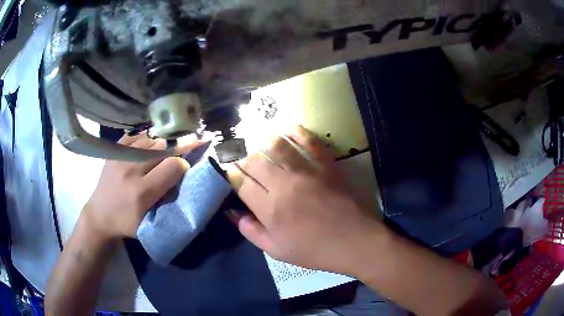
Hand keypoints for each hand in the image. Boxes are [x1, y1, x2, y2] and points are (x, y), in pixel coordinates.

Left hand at [83, 134, 199, 240]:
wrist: (99, 215)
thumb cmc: (127, 223)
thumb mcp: (150, 222)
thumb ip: (167, 200)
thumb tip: (182, 177)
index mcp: (141, 192)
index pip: (172, 166)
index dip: (183, 165)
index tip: (184, 170)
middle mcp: (130, 170)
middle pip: (162, 148)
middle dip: (174, 151)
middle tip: (177, 156)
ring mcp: (120, 157)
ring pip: (151, 139)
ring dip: (161, 144)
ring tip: (164, 151)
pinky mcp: (114, 151)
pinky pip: (136, 136)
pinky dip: (146, 139)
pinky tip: (149, 145)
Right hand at [229, 126, 383, 274]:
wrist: (353, 241)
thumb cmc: (314, 250)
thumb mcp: (276, 251)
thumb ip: (251, 231)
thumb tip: (232, 212)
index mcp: (270, 209)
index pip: (241, 183)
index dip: (232, 173)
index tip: (230, 169)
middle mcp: (284, 185)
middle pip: (254, 161)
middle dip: (242, 157)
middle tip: (241, 157)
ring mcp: (307, 172)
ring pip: (276, 145)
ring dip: (263, 140)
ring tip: (259, 141)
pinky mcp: (326, 164)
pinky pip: (308, 140)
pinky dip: (295, 131)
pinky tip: (287, 130)